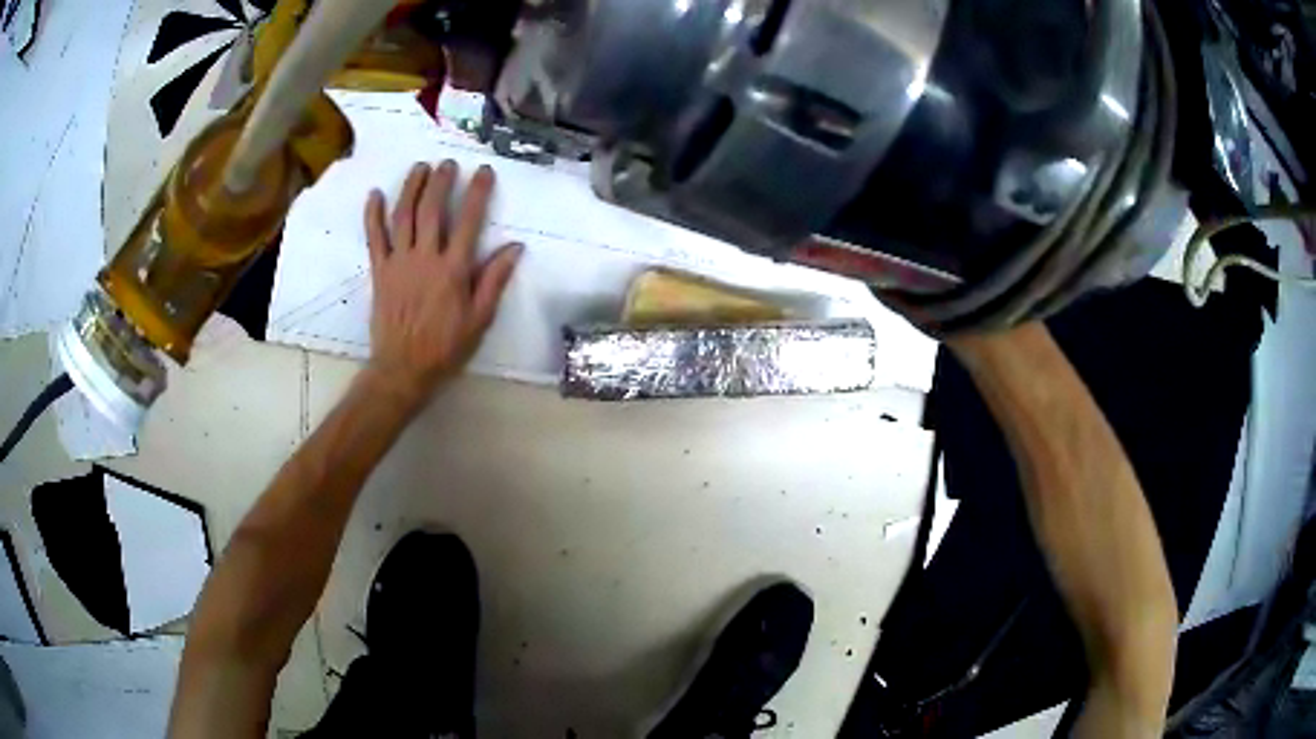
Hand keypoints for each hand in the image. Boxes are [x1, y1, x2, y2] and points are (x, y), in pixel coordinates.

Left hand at [364, 160, 522, 403]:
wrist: (402, 369)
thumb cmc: (445, 348)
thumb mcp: (479, 319)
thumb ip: (494, 280)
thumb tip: (514, 247)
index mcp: (453, 269)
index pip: (469, 221)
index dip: (477, 193)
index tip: (484, 172)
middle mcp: (425, 258)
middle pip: (432, 210)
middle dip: (441, 182)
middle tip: (448, 164)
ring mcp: (399, 262)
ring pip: (403, 216)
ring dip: (411, 188)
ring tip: (420, 167)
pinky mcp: (379, 271)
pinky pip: (374, 238)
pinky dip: (373, 215)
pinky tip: (375, 194)